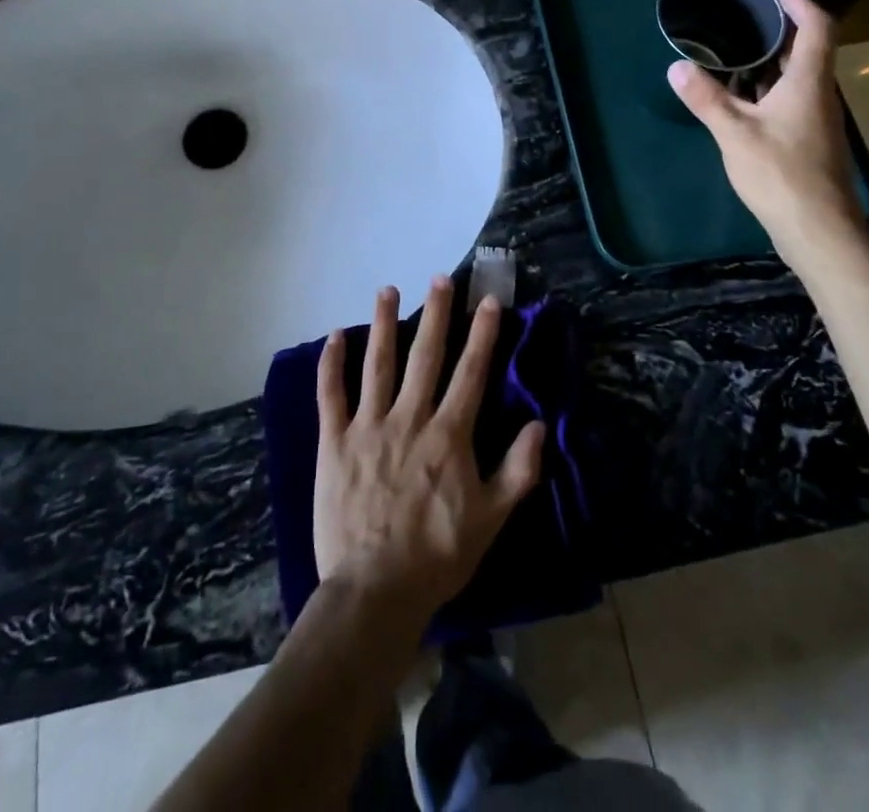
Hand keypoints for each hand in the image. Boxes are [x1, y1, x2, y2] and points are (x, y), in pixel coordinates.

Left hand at [314, 278, 545, 627]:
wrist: (375, 591)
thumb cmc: (437, 556)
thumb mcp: (491, 519)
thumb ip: (518, 470)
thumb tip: (538, 424)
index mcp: (448, 435)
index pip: (470, 372)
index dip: (482, 334)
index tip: (488, 300)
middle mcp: (409, 418)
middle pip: (426, 355)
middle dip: (436, 313)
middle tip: (440, 278)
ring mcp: (368, 427)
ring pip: (378, 364)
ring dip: (384, 323)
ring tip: (388, 289)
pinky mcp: (334, 442)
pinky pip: (330, 394)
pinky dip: (331, 363)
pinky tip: (335, 336)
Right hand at [667, 0, 865, 268]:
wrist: (818, 229)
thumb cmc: (780, 173)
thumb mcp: (734, 133)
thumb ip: (706, 98)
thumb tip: (676, 67)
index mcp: (809, 82)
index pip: (817, 27)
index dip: (799, 3)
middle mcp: (819, 95)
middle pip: (808, 50)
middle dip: (778, 31)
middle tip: (742, 20)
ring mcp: (817, 119)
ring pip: (798, 78)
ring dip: (771, 62)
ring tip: (733, 54)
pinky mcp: (809, 141)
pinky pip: (790, 100)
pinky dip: (767, 89)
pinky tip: (740, 100)